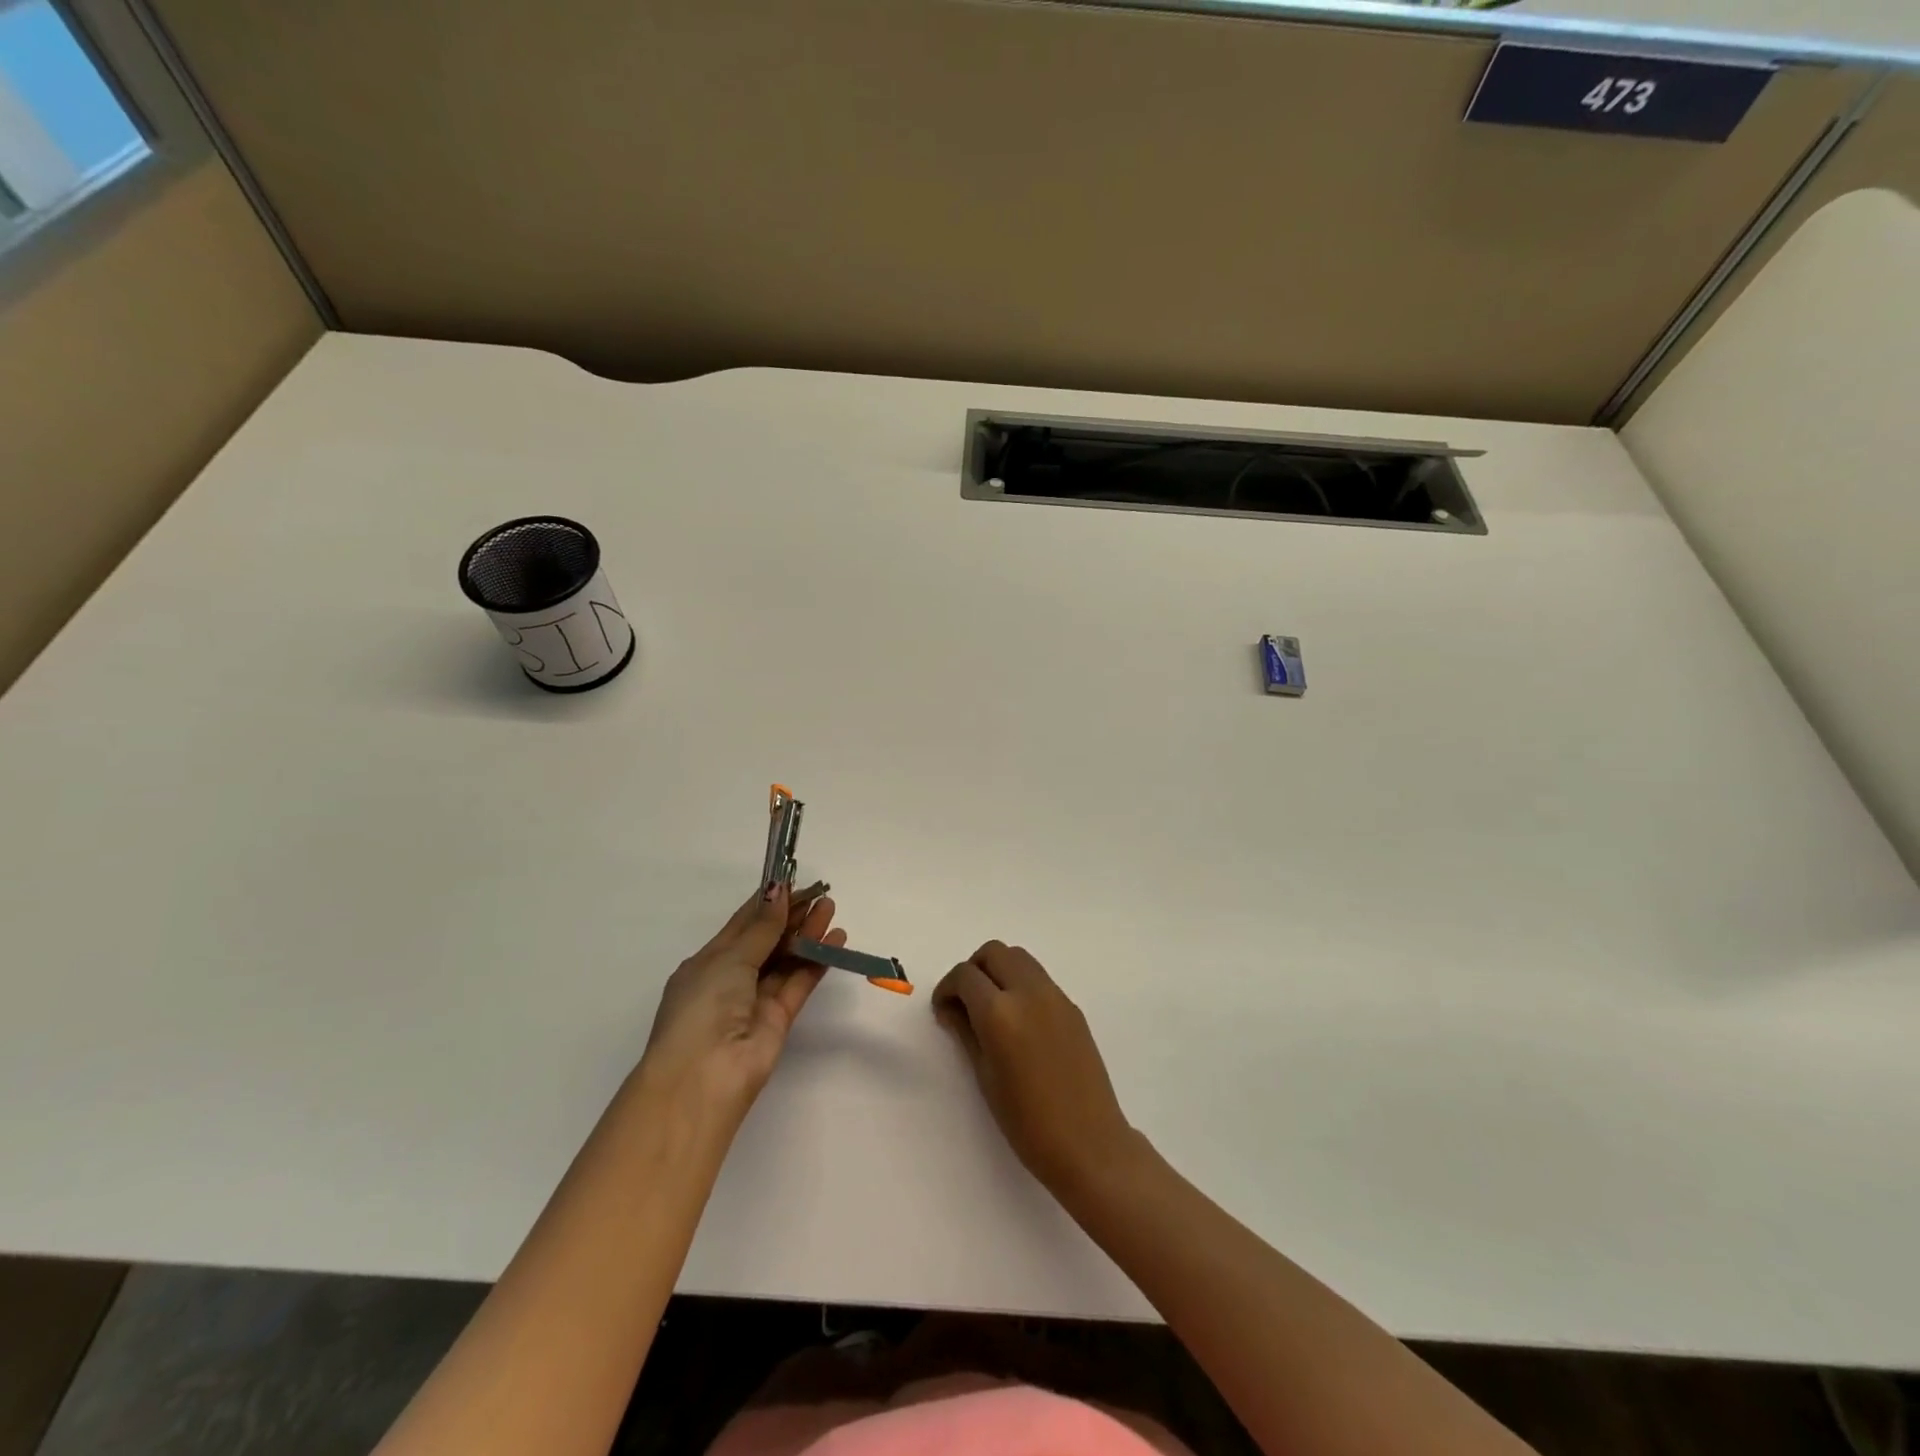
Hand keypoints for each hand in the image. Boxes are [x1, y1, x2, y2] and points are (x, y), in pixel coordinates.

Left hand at [638, 883, 843, 1120]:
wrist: (703, 1079)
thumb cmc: (703, 1008)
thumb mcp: (728, 959)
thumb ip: (761, 928)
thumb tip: (778, 890)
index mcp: (708, 962)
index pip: (742, 924)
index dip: (768, 902)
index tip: (793, 880)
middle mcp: (731, 979)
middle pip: (767, 940)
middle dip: (793, 916)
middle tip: (821, 893)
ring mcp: (755, 1000)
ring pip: (786, 959)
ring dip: (808, 934)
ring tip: (831, 909)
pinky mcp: (779, 1019)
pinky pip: (799, 982)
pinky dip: (817, 961)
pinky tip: (835, 940)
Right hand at [933, 941, 1136, 1192]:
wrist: (1088, 1142)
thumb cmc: (1027, 1122)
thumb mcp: (985, 1076)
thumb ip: (966, 1031)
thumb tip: (951, 1007)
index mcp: (1000, 1012)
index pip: (965, 975)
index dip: (947, 989)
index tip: (944, 1011)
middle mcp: (1029, 992)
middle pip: (994, 952)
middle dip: (973, 970)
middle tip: (965, 1002)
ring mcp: (1055, 996)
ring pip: (1019, 958)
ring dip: (998, 971)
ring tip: (992, 1009)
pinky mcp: (1072, 1006)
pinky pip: (1039, 978)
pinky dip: (1021, 984)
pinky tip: (1019, 1021)